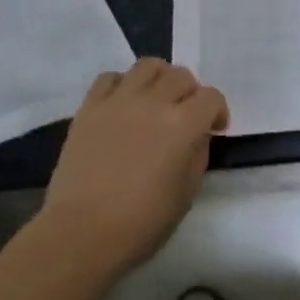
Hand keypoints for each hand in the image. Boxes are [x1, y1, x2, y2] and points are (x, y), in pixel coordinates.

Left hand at [41, 58, 228, 274]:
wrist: (81, 233)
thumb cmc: (141, 223)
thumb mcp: (186, 194)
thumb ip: (197, 155)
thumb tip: (196, 136)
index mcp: (183, 125)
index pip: (211, 97)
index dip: (218, 111)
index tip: (215, 129)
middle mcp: (153, 102)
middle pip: (181, 75)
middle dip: (190, 93)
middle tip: (185, 115)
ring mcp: (118, 101)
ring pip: (148, 65)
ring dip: (160, 78)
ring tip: (156, 99)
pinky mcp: (89, 108)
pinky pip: (109, 77)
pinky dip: (122, 84)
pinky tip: (123, 104)